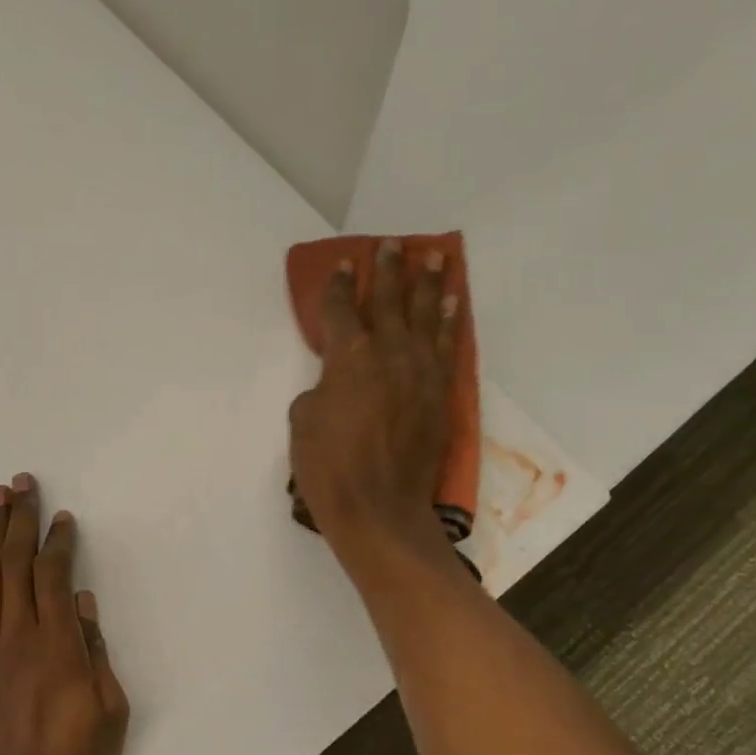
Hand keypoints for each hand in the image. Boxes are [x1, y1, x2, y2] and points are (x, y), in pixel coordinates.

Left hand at [0, 473, 129, 754]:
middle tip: (20, 484)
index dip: (56, 541)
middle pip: (14, 565)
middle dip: (18, 520)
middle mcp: (16, 637)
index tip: (61, 517)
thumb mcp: (108, 713)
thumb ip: (93, 652)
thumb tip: (80, 602)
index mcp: (56, 646)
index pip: (52, 576)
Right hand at [289, 238, 458, 555]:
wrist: (379, 510)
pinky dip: (450, 322)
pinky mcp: (440, 394)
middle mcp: (388, 353)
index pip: (342, 309)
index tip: (343, 263)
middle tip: (391, 244)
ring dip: (428, 283)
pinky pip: (447, 347)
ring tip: (432, 256)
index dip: (340, 284)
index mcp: (348, 358)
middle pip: (389, 301)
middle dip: (388, 270)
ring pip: (425, 316)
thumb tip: (335, 385)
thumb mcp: (303, 423)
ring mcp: (420, 372)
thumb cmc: (329, 468)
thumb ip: (319, 390)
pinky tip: (452, 303)